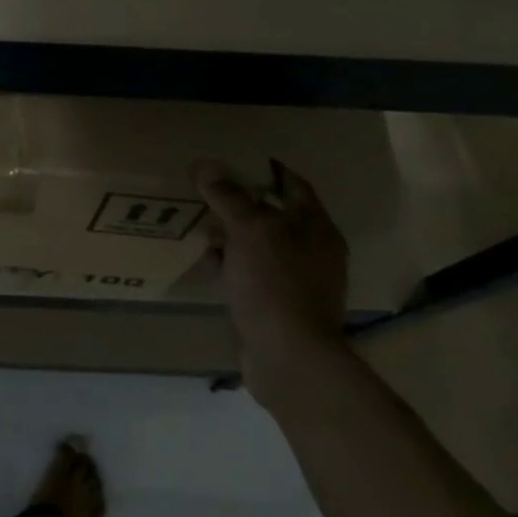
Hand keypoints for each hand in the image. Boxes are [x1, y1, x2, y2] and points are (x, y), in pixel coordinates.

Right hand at [195, 159, 349, 400]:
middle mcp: (312, 251)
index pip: (294, 186)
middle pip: (275, 216)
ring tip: (201, 222)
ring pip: (260, 246)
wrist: (288, 356)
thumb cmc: (275, 283)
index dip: (267, 170)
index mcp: (316, 228)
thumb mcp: (249, 230)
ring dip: (233, 234)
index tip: (236, 160)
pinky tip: (208, 261)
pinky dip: (231, 264)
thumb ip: (229, 196)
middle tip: (209, 190)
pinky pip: (251, 274)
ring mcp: (296, 281)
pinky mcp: (277, 307)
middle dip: (243, 202)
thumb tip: (206, 167)